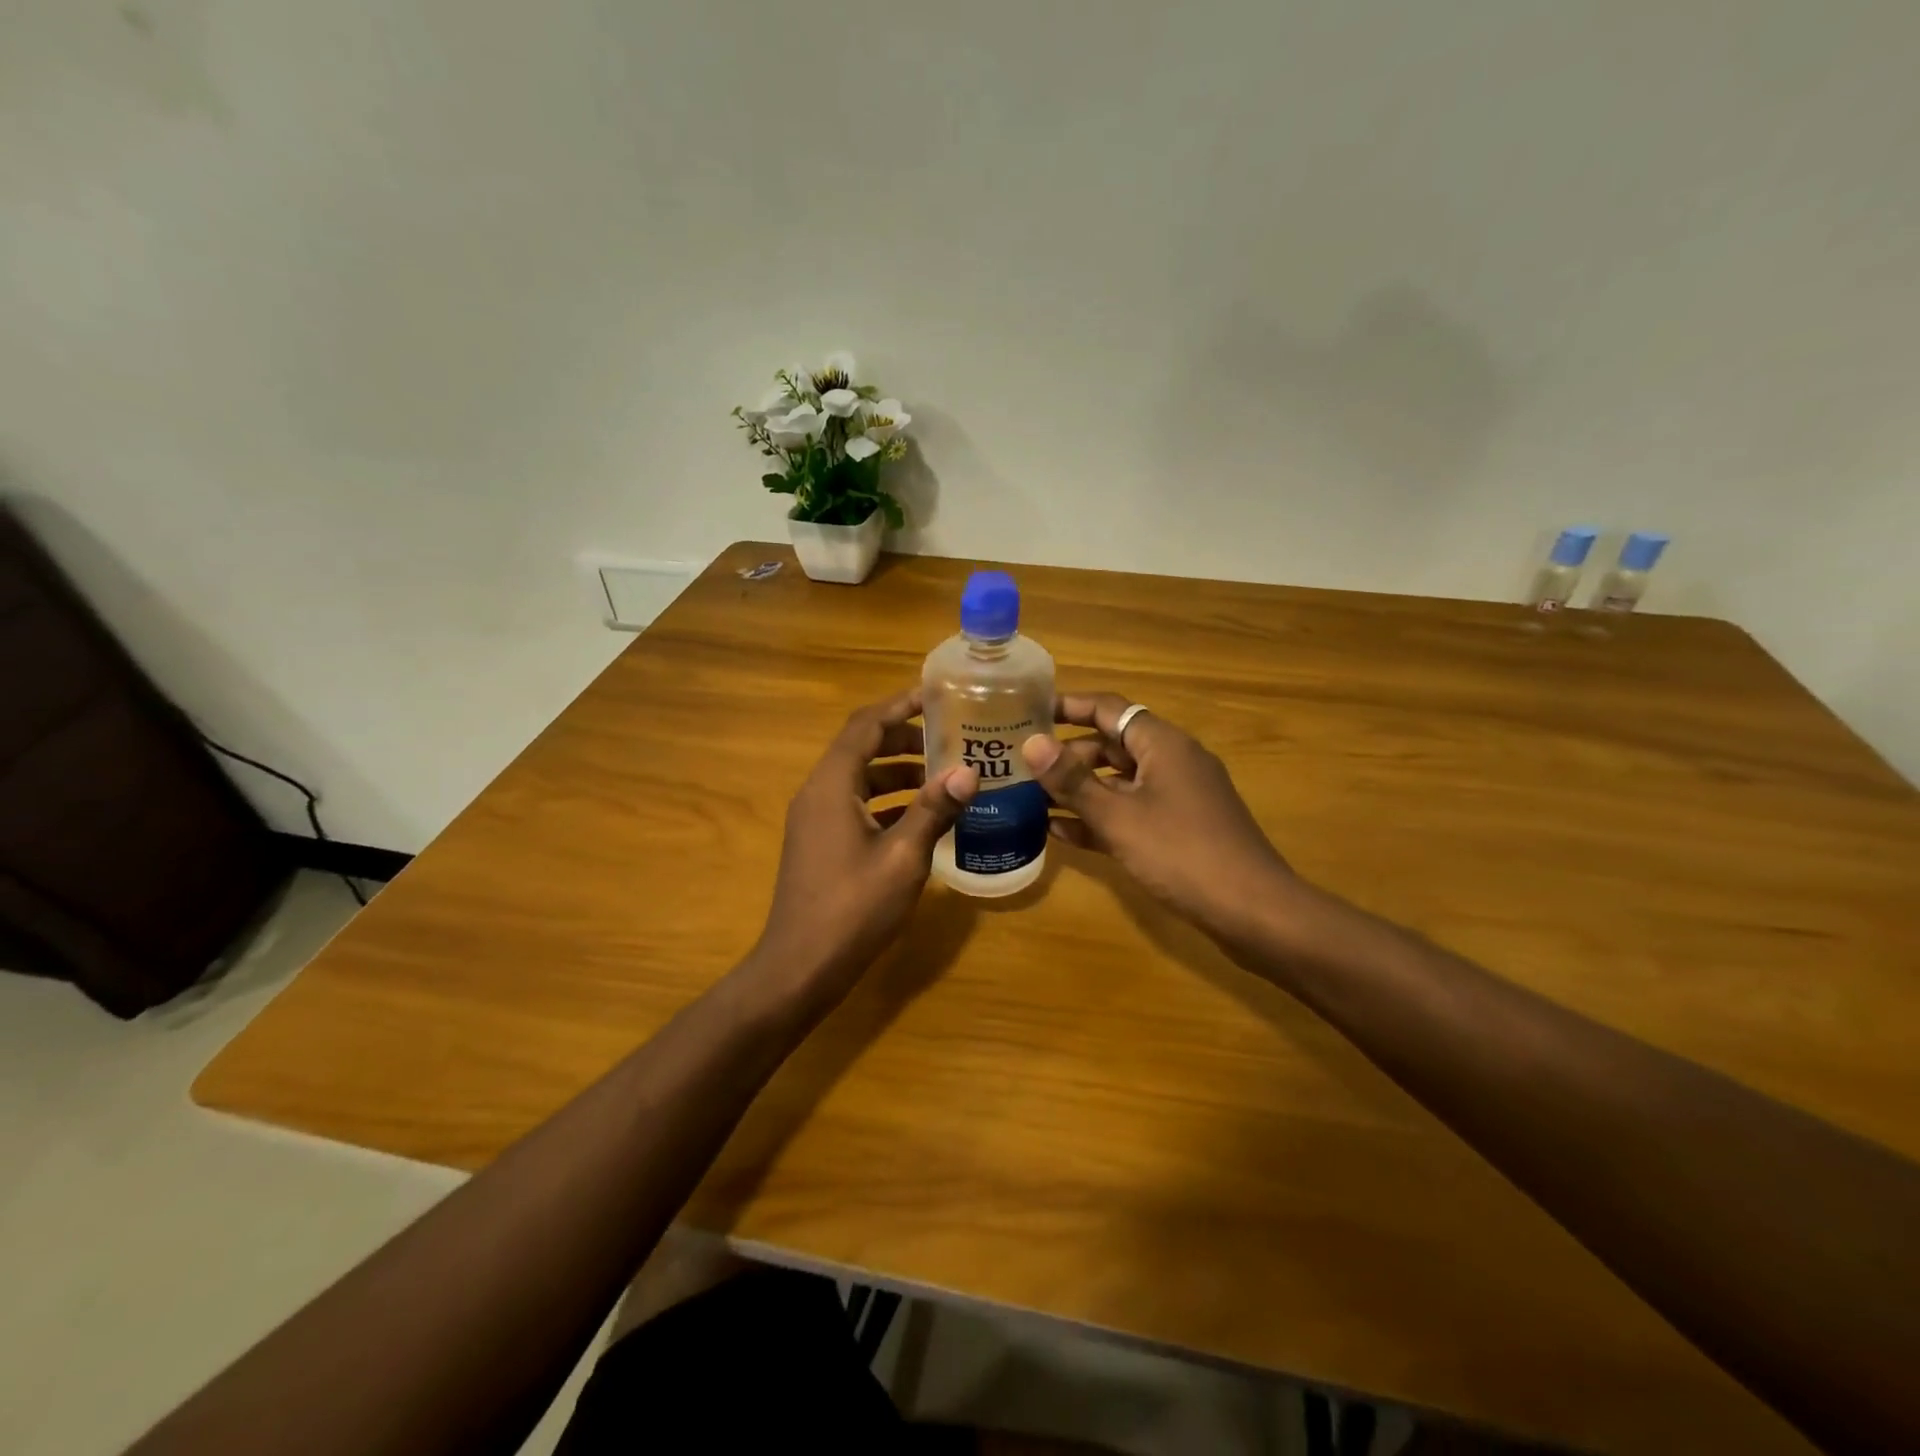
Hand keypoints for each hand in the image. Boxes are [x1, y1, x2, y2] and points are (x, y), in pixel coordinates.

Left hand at [752, 690, 977, 1002]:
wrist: (800, 968)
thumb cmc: (852, 909)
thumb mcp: (903, 858)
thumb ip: (934, 810)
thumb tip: (968, 772)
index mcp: (832, 786)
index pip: (865, 726)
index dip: (899, 705)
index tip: (936, 696)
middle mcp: (818, 793)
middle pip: (861, 748)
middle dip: (905, 739)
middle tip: (949, 740)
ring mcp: (815, 821)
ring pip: (860, 780)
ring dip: (898, 773)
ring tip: (944, 777)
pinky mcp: (820, 844)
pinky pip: (856, 806)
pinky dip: (887, 802)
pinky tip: (921, 818)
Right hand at [1022, 693, 1295, 944]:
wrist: (1254, 911)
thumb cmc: (1183, 854)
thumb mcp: (1119, 817)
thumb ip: (1073, 781)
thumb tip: (1032, 742)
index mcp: (1163, 744)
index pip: (1108, 708)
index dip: (1067, 706)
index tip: (1027, 710)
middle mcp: (1171, 762)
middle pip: (1112, 745)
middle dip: (1067, 754)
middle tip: (1022, 764)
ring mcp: (1177, 798)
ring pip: (1119, 782)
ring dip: (1079, 789)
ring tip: (1031, 797)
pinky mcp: (1179, 830)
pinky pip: (1131, 813)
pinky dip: (1100, 818)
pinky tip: (1061, 833)